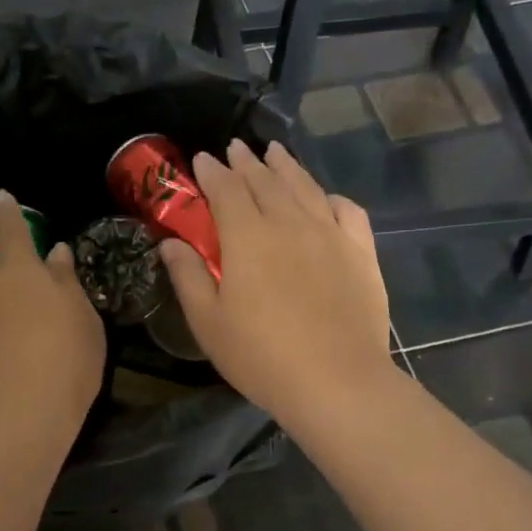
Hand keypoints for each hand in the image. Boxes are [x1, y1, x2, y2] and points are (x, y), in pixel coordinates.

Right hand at [160, 139, 394, 428]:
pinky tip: (325, 198)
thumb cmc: (261, 357)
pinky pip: (346, 211)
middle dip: (247, 162)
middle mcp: (290, 222)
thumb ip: (188, 276)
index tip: (202, 160)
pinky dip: (330, 197)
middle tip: (237, 149)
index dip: (212, 172)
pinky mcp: (361, 253)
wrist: (335, 381)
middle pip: (266, 181)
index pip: (226, 190)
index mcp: (248, 237)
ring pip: (306, 187)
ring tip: (275, 152)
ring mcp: (330, 234)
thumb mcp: (208, 323)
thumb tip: (170, 242)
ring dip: (287, 166)